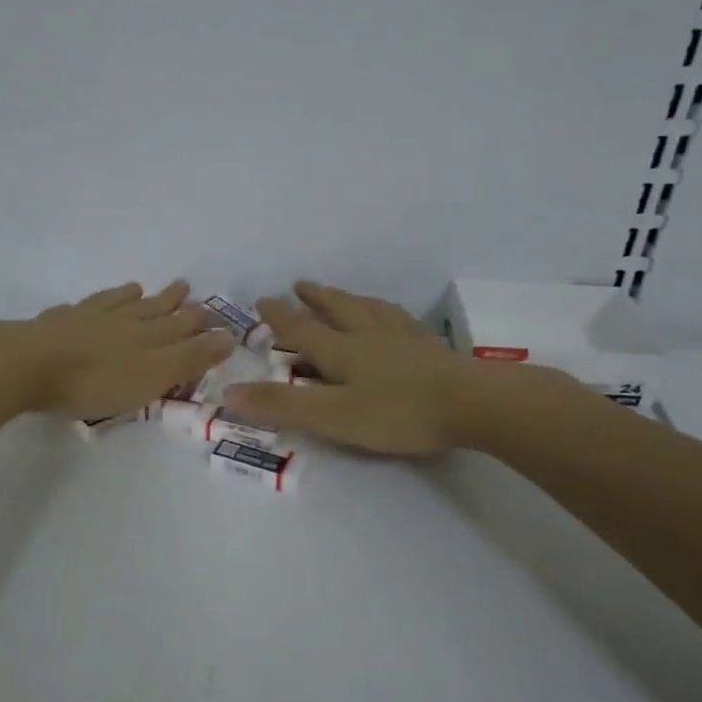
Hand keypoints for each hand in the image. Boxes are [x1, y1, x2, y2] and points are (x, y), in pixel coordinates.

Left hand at [0, 280, 233, 420]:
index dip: (196, 322)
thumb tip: (228, 336)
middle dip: (170, 302)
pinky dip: (88, 304)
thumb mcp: (151, 376)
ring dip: (131, 297)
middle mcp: (119, 322)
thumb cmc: (94, 381)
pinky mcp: (53, 324)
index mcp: (145, 338)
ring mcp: (84, 319)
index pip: (179, 327)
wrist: (27, 364)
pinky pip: (78, 308)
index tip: (211, 310)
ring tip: (140, 287)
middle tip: (185, 287)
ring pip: (114, 304)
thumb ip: (188, 359)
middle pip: (150, 310)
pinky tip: (83, 304)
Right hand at [223, 280, 576, 455]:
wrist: (474, 404)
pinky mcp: (431, 348)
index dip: (279, 317)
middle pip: (338, 310)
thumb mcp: (332, 416)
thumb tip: (227, 394)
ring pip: (370, 310)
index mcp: (342, 351)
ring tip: (344, 294)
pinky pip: (402, 321)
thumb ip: (282, 406)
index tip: (262, 299)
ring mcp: (404, 339)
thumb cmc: (398, 413)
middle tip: (301, 284)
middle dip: (316, 299)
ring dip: (350, 299)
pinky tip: (395, 318)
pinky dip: (387, 313)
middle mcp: (369, 336)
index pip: (302, 329)